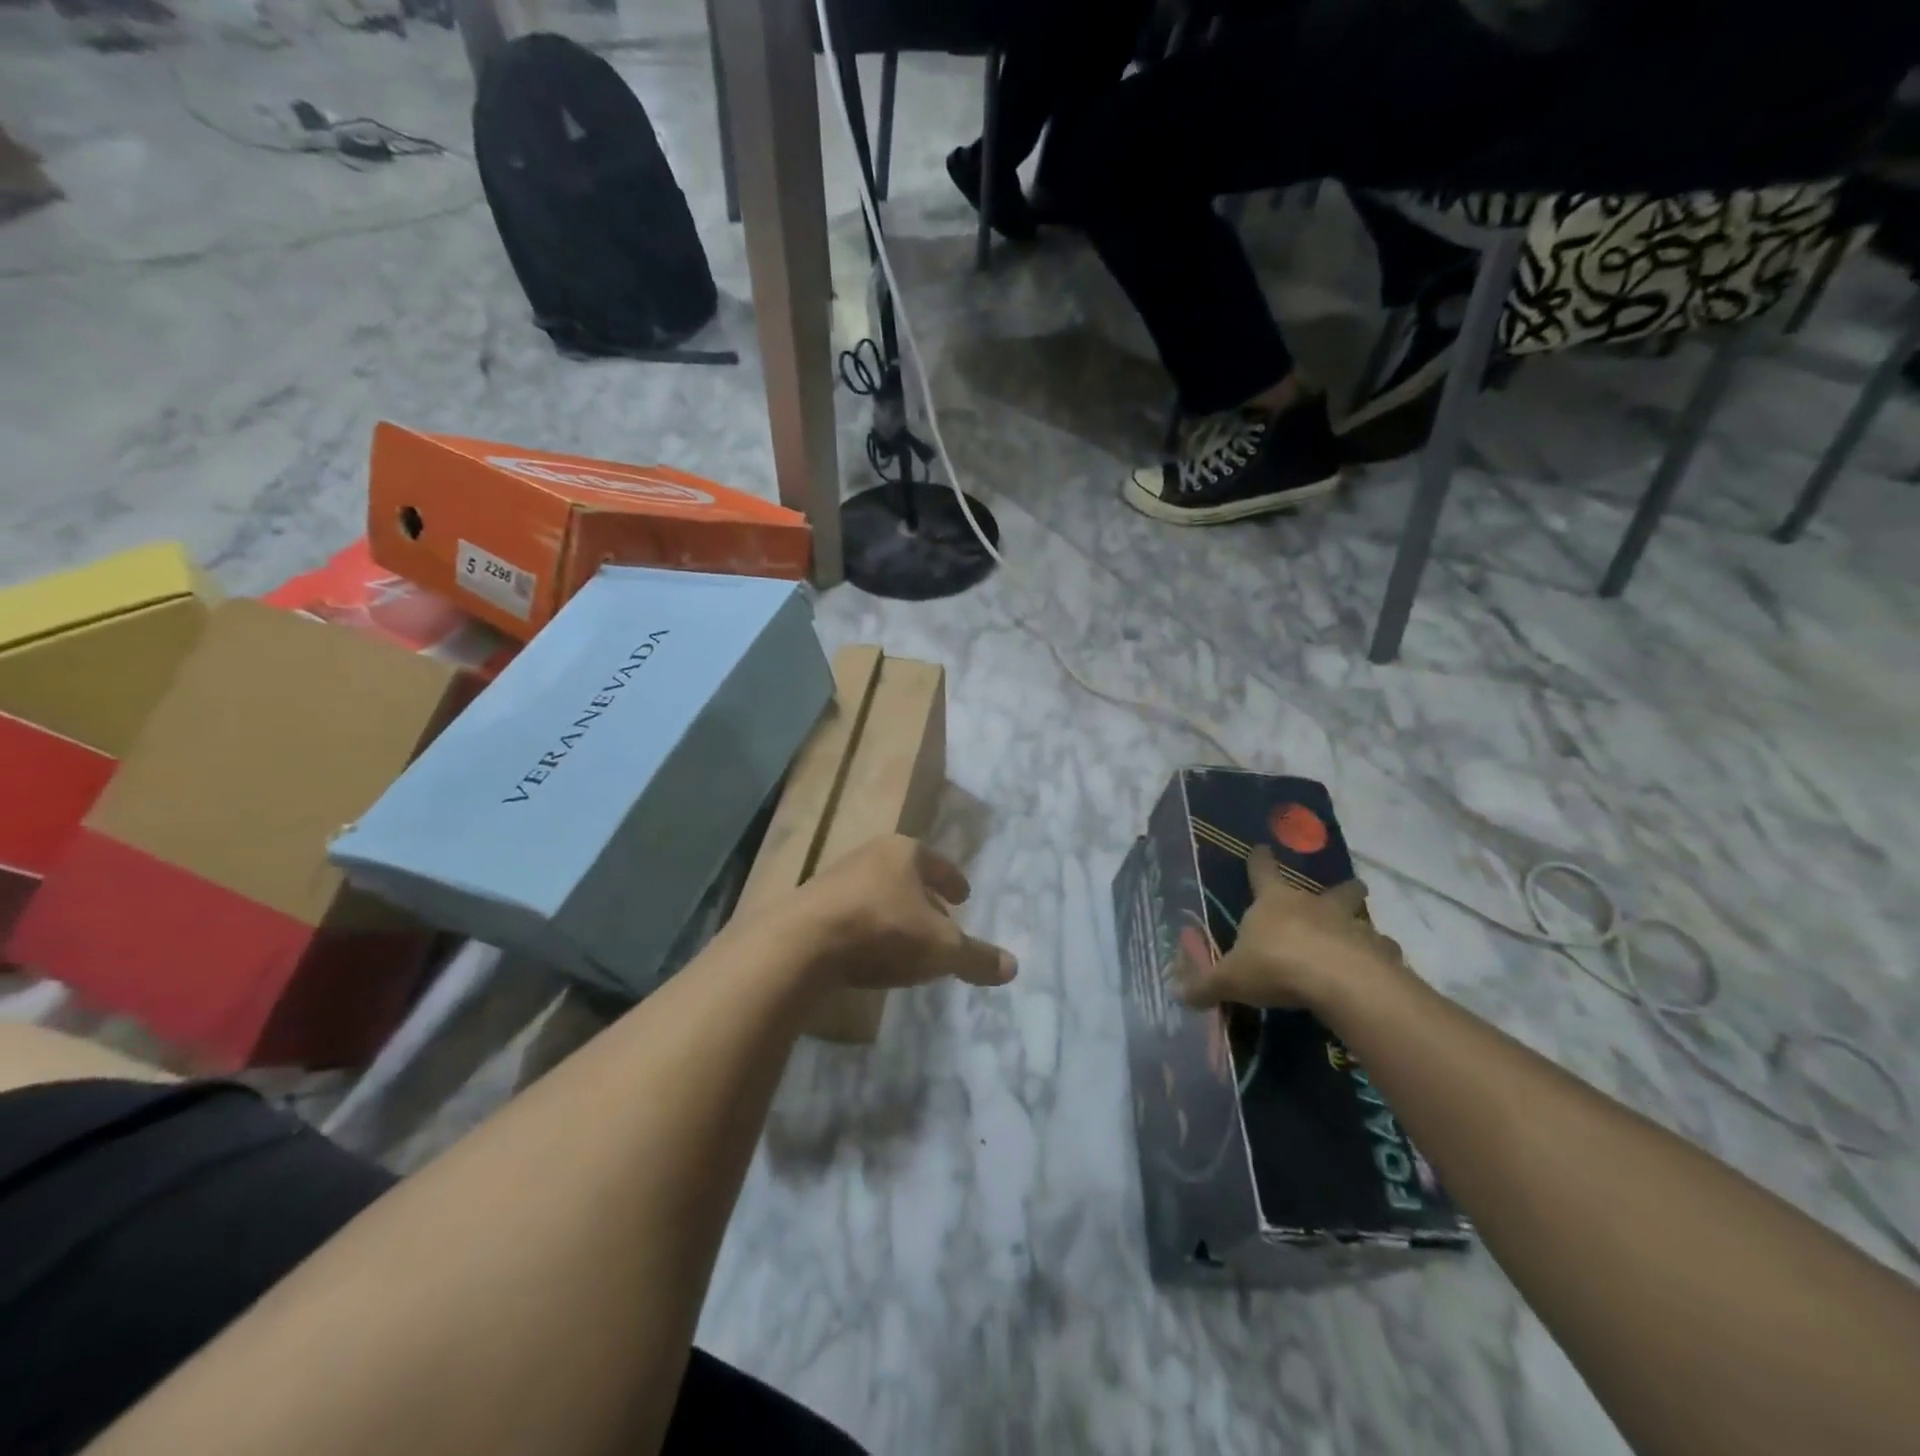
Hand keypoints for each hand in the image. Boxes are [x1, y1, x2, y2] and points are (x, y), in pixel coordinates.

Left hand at [786, 834, 1016, 991]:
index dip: (953, 880)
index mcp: (904, 852)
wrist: (801, 944)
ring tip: (906, 941)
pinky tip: (870, 954)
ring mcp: (835, 879)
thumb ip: (976, 957)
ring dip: (893, 915)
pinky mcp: (810, 907)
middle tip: (940, 920)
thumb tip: (1013, 967)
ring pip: (877, 895)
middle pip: (906, 877)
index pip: (937, 863)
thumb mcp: (941, 949)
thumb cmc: (883, 931)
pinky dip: (867, 930)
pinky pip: (851, 916)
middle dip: (924, 898)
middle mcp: (869, 856)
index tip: (963, 895)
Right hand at [1179, 846, 1404, 1010]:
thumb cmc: (1275, 966)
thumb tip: (1177, 994)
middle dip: (1343, 889)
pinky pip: (1383, 953)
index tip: (1262, 847)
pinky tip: (1380, 973)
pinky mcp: (1378, 953)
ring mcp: (1350, 927)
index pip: (1263, 872)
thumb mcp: (1230, 979)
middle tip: (1354, 888)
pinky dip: (1381, 960)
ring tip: (1367, 941)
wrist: (1336, 981)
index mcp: (1274, 903)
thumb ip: (1206, 985)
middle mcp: (1314, 906)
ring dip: (1363, 928)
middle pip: (1334, 890)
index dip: (1260, 860)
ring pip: (1363, 920)